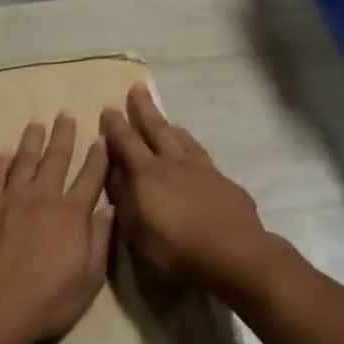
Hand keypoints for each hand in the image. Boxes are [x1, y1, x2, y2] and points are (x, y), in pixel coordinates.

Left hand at [0, 112, 113, 343]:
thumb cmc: (47, 300)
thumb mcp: (89, 278)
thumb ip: (100, 240)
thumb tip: (110, 208)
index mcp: (72, 214)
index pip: (91, 177)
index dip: (99, 156)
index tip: (102, 137)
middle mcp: (43, 198)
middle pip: (56, 159)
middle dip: (64, 135)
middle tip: (66, 113)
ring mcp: (11, 201)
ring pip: (23, 162)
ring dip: (31, 141)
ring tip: (36, 124)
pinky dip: (1, 164)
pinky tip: (4, 152)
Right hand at [100, 86, 268, 296]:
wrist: (235, 255)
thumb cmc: (176, 250)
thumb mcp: (136, 231)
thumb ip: (124, 199)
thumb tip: (115, 174)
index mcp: (148, 175)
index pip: (126, 143)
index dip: (115, 126)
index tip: (108, 108)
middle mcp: (175, 164)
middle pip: (158, 129)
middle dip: (145, 109)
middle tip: (137, 88)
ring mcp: (204, 171)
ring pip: (185, 141)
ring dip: (172, 128)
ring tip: (168, 121)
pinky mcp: (226, 184)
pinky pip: (205, 159)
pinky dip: (194, 152)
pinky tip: (197, 160)